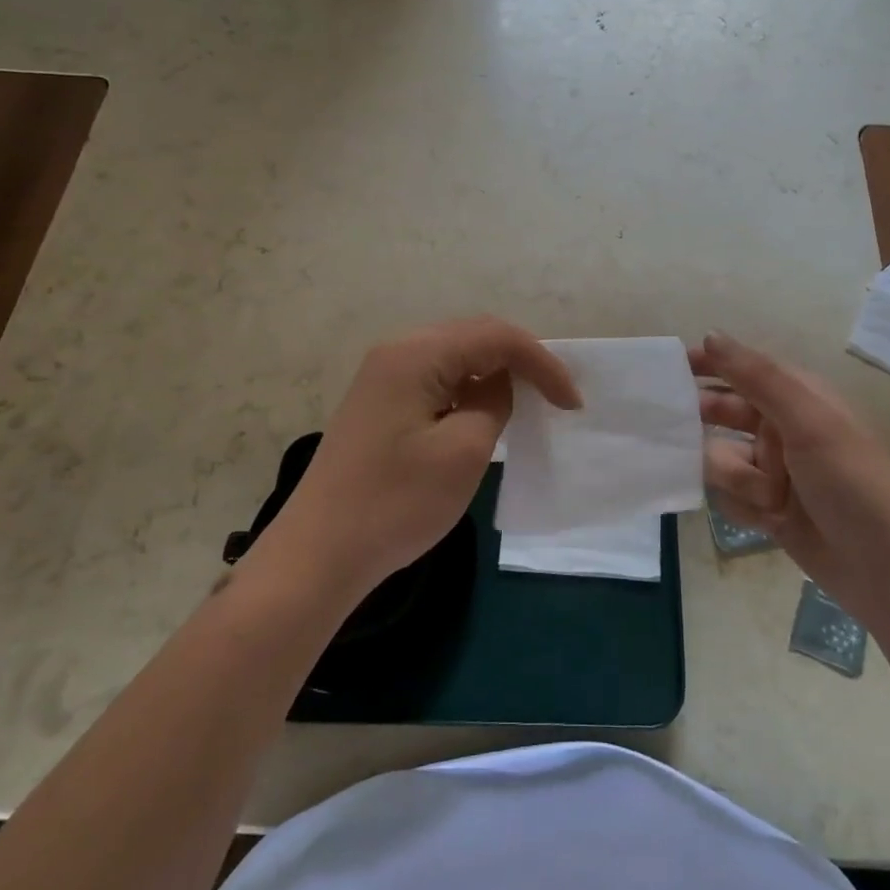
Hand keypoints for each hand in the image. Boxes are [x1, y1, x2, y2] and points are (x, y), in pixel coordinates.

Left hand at [260, 317, 581, 594]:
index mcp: (417, 353)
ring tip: (528, 402)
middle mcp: (397, 350)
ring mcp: (383, 375)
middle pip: (474, 336)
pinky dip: (467, 389)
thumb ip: (493, 403)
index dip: (542, 364)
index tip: (572, 403)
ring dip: (494, 373)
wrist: (318, 553)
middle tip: (554, 397)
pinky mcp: (379, 401)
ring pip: (455, 356)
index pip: (496, 337)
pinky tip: (482, 414)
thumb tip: (498, 384)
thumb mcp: (464, 451)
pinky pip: (435, 379)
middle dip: (520, 361)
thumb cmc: (396, 502)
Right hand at [693, 332, 889, 589]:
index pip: (742, 368)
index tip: (668, 366)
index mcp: (798, 398)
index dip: (707, 363)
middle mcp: (782, 429)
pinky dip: (743, 506)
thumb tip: (711, 335)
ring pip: (721, 458)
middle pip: (723, 413)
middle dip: (707, 424)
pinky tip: (768, 519)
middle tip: (673, 430)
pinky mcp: (769, 510)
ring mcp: (774, 472)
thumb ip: (756, 377)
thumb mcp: (808, 420)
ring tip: (767, 496)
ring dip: (734, 476)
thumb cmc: (852, 482)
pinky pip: (730, 497)